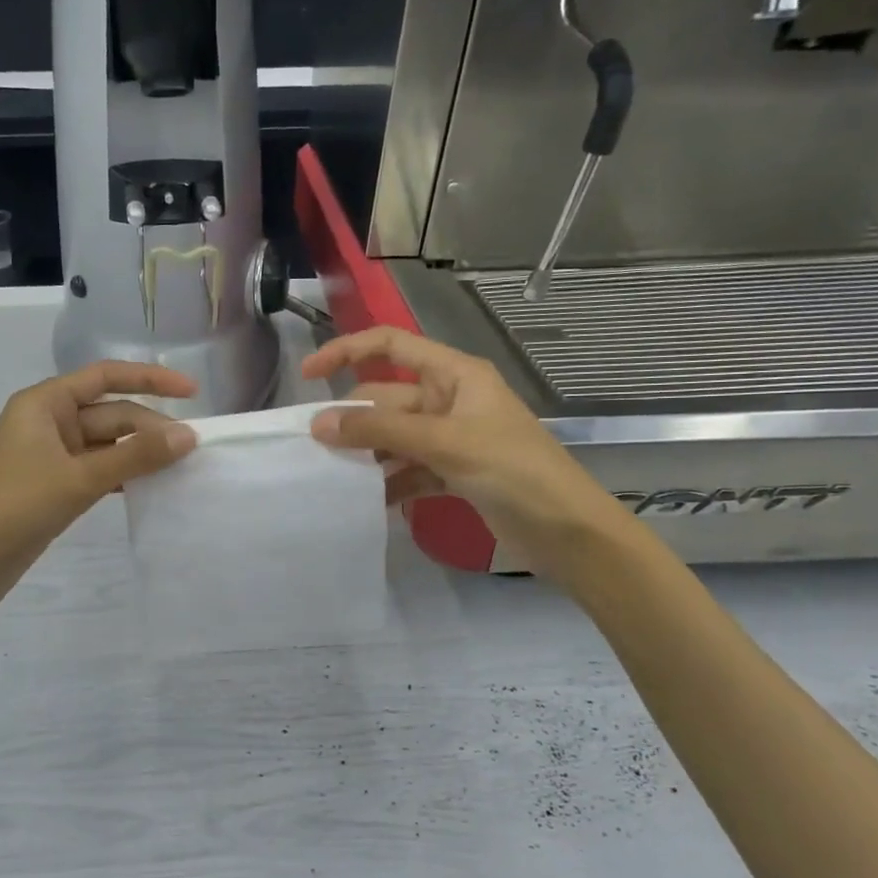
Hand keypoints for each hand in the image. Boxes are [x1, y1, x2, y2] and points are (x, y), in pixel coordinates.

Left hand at [0, 361, 198, 620]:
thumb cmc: (13, 508)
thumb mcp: (78, 478)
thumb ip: (135, 455)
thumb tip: (188, 436)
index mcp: (44, 404)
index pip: (105, 377)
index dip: (150, 379)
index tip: (192, 392)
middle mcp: (48, 423)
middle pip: (110, 414)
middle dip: (150, 428)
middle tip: (194, 449)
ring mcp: (50, 458)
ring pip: (107, 446)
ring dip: (140, 454)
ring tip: (182, 467)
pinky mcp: (53, 489)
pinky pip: (98, 472)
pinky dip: (123, 476)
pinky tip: (151, 488)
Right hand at [302, 327, 627, 578]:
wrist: (569, 532)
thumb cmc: (514, 470)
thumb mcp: (444, 443)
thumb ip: (380, 430)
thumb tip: (318, 424)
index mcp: (455, 374)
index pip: (391, 345)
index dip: (347, 351)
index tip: (309, 375)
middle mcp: (450, 400)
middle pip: (387, 398)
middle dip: (353, 419)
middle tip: (315, 448)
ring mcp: (451, 438)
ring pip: (394, 437)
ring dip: (368, 454)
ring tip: (334, 477)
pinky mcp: (454, 473)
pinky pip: (409, 469)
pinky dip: (390, 483)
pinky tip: (370, 502)